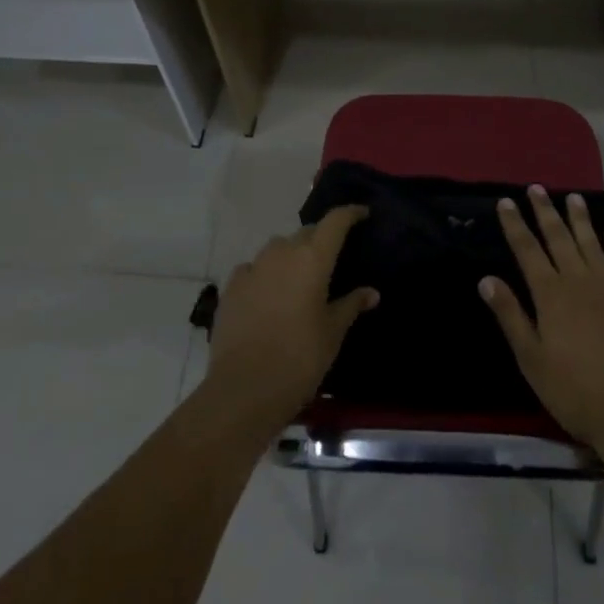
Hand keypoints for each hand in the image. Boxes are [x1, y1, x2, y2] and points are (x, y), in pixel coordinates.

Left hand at [206, 206, 378, 432]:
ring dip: (291, 256)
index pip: (335, 221)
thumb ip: (351, 305)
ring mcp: (254, 266)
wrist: (243, 390)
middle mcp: (282, 252)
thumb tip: (371, 292)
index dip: (350, 213)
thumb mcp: (332, 334)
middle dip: (321, 239)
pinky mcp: (231, 286)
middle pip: (307, 232)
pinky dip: (265, 274)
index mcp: (313, 258)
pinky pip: (254, 268)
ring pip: (278, 248)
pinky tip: (268, 295)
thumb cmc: (299, 359)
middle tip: (331, 259)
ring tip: (299, 280)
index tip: (362, 214)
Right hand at [481, 186, 603, 449]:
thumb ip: (511, 316)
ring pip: (591, 243)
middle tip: (537, 188)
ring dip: (580, 219)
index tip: (506, 201)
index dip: (515, 225)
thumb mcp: (532, 359)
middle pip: (559, 238)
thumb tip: (486, 278)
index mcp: (550, 294)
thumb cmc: (575, 391)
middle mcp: (578, 280)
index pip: (527, 250)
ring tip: (573, 197)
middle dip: (545, 212)